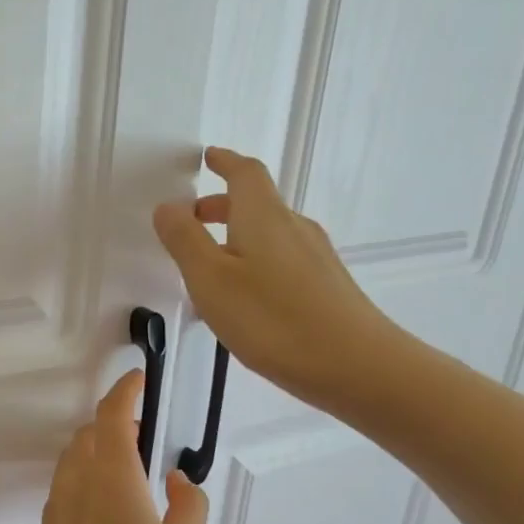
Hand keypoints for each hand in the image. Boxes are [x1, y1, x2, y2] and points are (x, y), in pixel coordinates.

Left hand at [27, 370, 208, 523]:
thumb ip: (188, 505)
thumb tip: (176, 477)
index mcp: (111, 477)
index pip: (112, 416)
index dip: (126, 391)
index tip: (138, 379)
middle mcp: (76, 482)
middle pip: (89, 433)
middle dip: (115, 422)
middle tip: (146, 434)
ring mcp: (56, 506)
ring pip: (74, 458)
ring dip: (98, 449)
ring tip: (129, 470)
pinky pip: (67, 484)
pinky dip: (87, 475)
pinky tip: (109, 507)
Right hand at [153, 146, 402, 410]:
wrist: (355, 366)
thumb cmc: (272, 318)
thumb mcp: (210, 279)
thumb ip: (184, 240)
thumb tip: (167, 206)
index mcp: (263, 217)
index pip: (245, 173)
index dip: (225, 162)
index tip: (209, 158)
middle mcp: (293, 228)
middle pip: (256, 204)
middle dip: (221, 205)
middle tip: (191, 219)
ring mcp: (314, 258)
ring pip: (267, 234)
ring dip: (235, 236)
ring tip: (206, 265)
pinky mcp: (325, 286)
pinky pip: (280, 259)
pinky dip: (253, 261)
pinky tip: (241, 296)